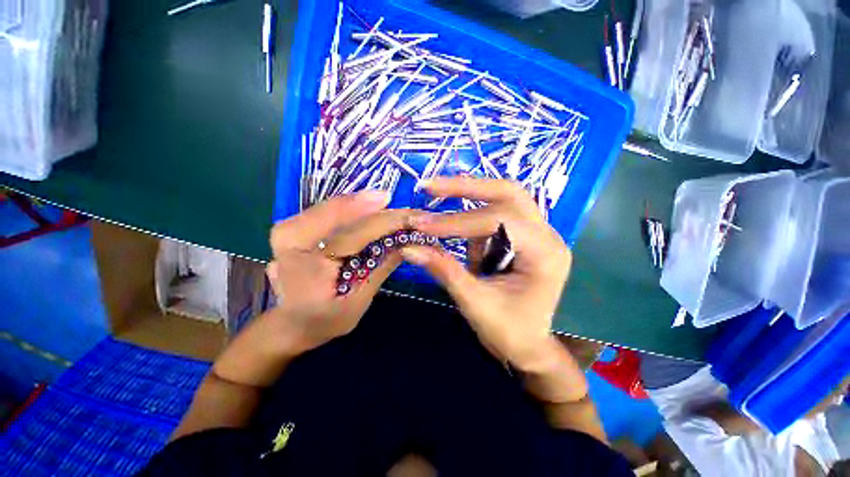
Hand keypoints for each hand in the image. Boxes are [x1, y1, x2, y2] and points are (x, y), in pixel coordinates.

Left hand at [263, 190, 419, 353]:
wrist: (288, 323)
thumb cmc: (323, 320)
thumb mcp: (358, 302)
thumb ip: (381, 268)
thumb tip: (409, 242)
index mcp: (306, 261)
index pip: (356, 233)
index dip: (389, 222)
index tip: (417, 217)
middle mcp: (291, 234)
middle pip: (346, 211)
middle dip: (383, 209)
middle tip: (412, 211)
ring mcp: (292, 224)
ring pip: (340, 205)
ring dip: (372, 206)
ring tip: (399, 210)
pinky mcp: (298, 222)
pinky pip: (334, 209)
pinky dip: (359, 209)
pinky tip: (378, 209)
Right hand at [403, 177, 572, 371]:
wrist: (528, 347)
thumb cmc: (509, 332)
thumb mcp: (474, 303)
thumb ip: (444, 270)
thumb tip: (408, 247)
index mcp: (545, 254)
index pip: (499, 220)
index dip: (457, 221)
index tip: (422, 225)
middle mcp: (547, 235)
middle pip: (508, 192)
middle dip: (466, 188)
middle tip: (430, 187)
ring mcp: (538, 232)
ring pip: (503, 198)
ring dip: (468, 205)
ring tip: (443, 228)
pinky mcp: (524, 236)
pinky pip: (495, 217)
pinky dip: (474, 227)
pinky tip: (473, 258)